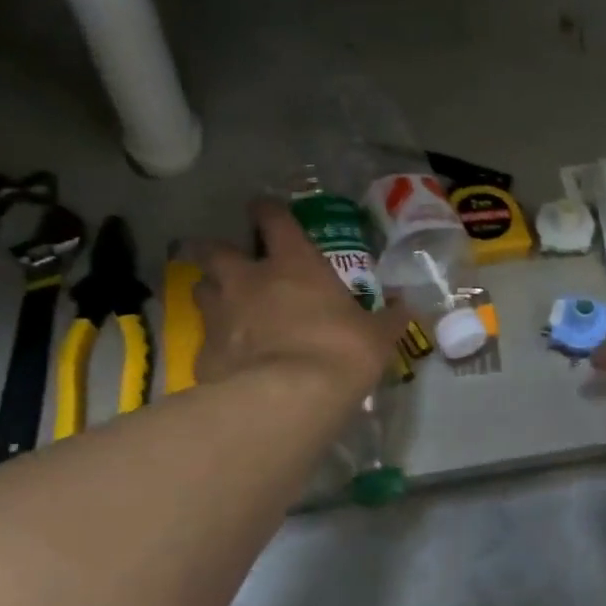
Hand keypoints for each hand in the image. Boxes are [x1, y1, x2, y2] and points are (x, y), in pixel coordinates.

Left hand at [188, 199, 408, 394]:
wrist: (290, 397)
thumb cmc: (341, 351)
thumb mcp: (377, 336)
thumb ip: (387, 319)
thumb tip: (405, 308)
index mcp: (293, 263)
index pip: (273, 220)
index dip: (265, 210)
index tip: (261, 208)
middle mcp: (248, 280)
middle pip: (215, 250)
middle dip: (215, 250)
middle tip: (224, 259)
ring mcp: (221, 315)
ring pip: (200, 289)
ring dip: (210, 292)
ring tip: (220, 305)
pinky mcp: (205, 353)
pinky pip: (205, 341)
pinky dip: (214, 344)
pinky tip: (226, 359)